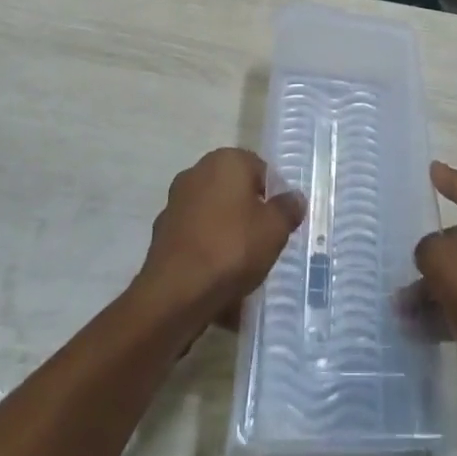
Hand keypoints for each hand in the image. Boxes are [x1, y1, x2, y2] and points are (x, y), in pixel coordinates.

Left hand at [134, 148, 304, 328]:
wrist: (174, 295)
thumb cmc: (231, 249)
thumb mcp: (274, 230)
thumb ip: (287, 209)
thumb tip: (295, 198)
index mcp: (226, 160)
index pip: (259, 170)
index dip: (272, 197)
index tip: (279, 225)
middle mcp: (197, 172)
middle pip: (234, 194)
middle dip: (248, 218)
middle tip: (263, 246)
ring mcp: (175, 204)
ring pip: (214, 220)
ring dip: (227, 239)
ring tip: (242, 274)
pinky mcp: (161, 236)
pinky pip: (195, 242)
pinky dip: (207, 257)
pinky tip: (218, 287)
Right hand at [408, 162, 456, 423]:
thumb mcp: (444, 262)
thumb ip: (427, 249)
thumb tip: (431, 254)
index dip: (445, 177)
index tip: (432, 168)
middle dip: (432, 255)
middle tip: (405, 266)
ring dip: (436, 289)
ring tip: (403, 312)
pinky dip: (452, 310)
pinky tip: (424, 333)